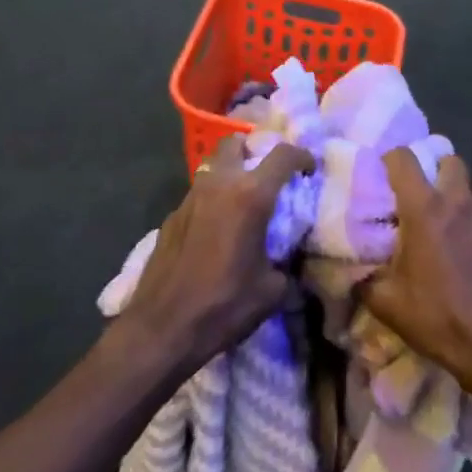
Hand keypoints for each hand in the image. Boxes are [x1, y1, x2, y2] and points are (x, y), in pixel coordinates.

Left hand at [118, 137, 314, 376]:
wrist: (162, 328)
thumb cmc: (224, 305)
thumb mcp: (272, 290)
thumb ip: (286, 265)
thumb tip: (288, 262)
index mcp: (250, 196)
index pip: (282, 155)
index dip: (302, 156)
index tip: (309, 168)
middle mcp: (219, 185)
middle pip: (235, 143)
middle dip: (253, 149)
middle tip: (267, 173)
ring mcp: (189, 198)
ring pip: (213, 168)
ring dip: (230, 174)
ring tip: (243, 203)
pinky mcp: (171, 217)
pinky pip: (198, 196)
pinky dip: (212, 202)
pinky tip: (216, 232)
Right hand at [357, 150, 471, 398]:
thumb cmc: (437, 319)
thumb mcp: (386, 304)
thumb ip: (365, 278)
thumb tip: (354, 272)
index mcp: (424, 210)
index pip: (403, 158)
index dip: (390, 160)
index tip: (384, 176)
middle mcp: (458, 203)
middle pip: (449, 161)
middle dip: (435, 171)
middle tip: (421, 197)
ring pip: (469, 194)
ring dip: (456, 205)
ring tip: (447, 236)